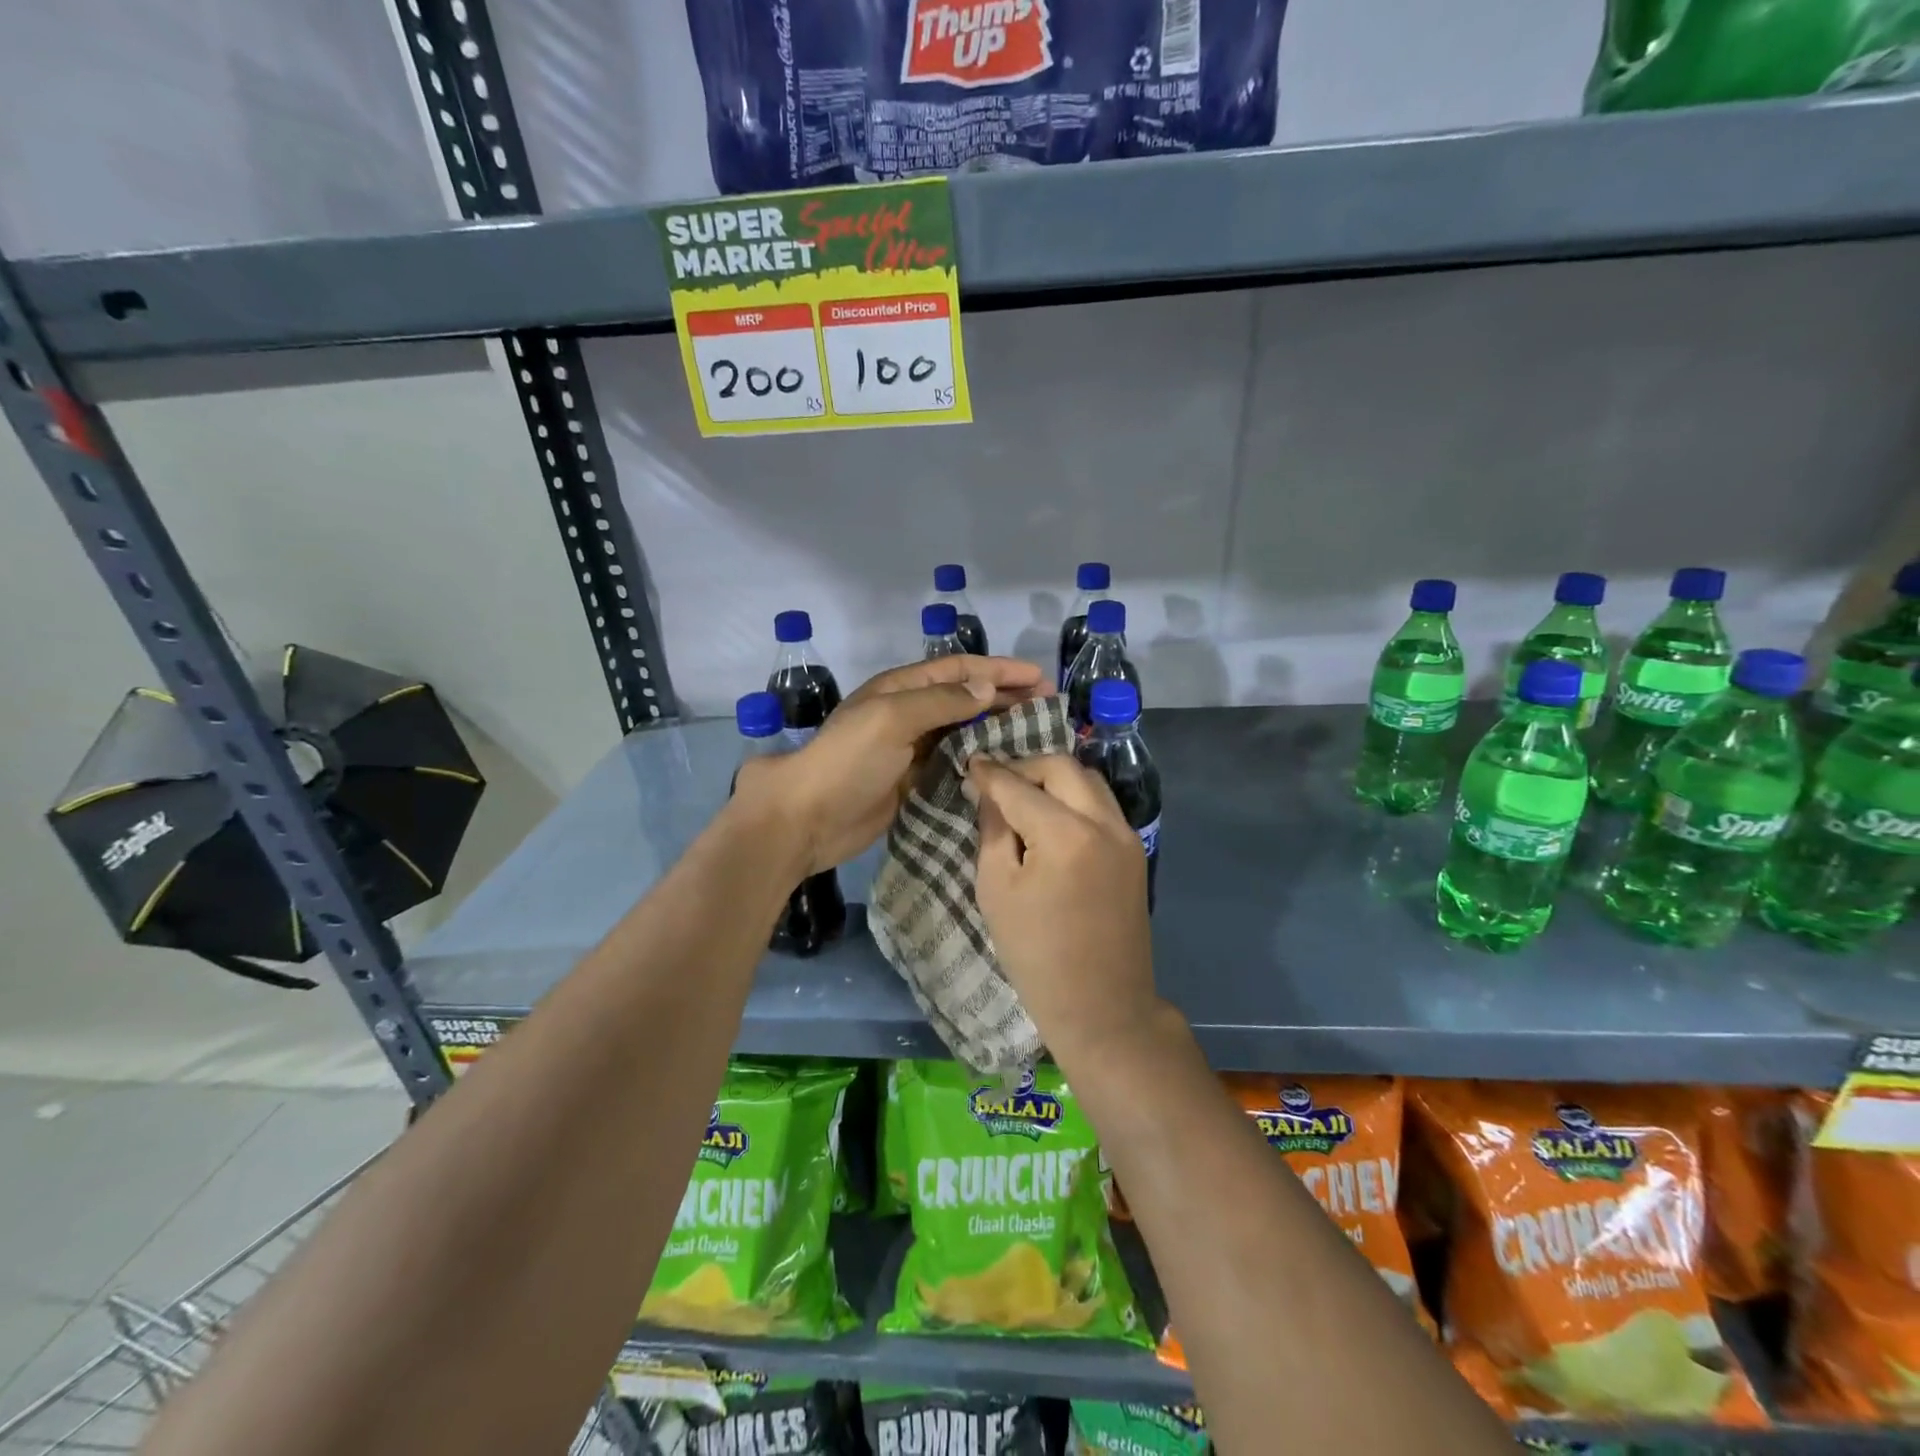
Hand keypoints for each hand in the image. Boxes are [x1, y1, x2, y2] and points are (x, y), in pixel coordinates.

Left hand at [736, 655, 1045, 874]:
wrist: (808, 818)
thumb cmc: (848, 760)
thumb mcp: (891, 719)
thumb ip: (941, 702)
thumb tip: (988, 688)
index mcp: (901, 688)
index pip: (959, 670)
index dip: (999, 669)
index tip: (1038, 677)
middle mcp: (909, 713)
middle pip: (966, 697)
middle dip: (1005, 697)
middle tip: (1047, 706)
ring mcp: (911, 749)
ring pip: (963, 731)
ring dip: (996, 728)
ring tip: (1036, 735)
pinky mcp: (913, 781)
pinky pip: (954, 763)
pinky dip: (979, 760)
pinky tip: (1005, 767)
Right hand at [967, 755, 1159, 1061]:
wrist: (1102, 1005)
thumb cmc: (1036, 955)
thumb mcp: (997, 891)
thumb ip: (993, 831)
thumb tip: (991, 793)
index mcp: (1065, 835)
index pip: (1019, 786)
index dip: (990, 773)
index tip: (969, 763)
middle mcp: (1103, 822)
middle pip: (1062, 767)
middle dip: (1025, 766)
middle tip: (996, 782)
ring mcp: (1126, 834)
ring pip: (1088, 780)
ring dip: (1053, 778)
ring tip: (1023, 796)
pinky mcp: (1135, 849)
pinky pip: (1102, 803)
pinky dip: (1074, 797)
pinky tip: (1051, 816)